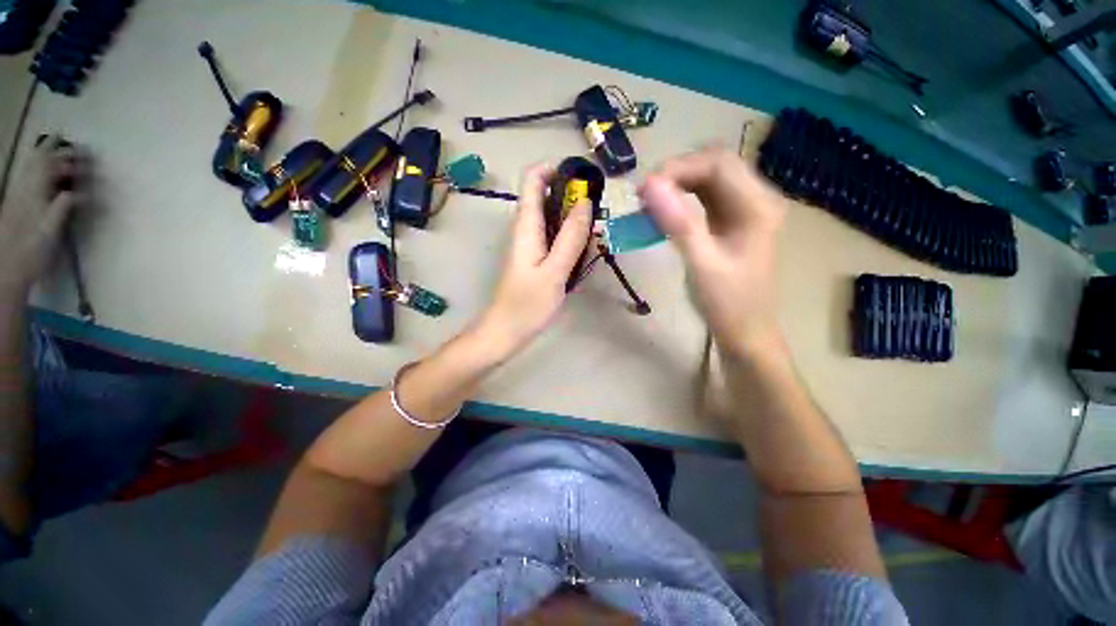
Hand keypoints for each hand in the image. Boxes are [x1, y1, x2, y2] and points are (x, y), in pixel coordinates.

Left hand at [0, 136, 87, 293]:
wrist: (7, 268)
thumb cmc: (32, 251)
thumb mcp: (51, 229)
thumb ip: (64, 206)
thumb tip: (81, 192)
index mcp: (34, 193)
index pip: (50, 166)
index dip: (65, 155)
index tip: (83, 150)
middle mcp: (24, 190)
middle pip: (38, 164)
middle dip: (55, 153)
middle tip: (73, 147)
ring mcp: (18, 198)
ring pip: (31, 170)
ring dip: (45, 159)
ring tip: (55, 151)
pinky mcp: (15, 206)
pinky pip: (26, 181)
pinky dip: (36, 172)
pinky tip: (41, 174)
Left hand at [480, 163, 591, 355]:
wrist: (507, 331)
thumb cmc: (528, 304)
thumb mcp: (554, 271)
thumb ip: (570, 237)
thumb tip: (586, 202)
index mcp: (526, 226)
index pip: (533, 179)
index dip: (556, 170)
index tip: (584, 181)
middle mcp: (526, 229)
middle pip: (547, 197)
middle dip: (574, 200)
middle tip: (598, 218)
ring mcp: (531, 244)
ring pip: (555, 219)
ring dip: (576, 222)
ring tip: (596, 239)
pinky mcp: (536, 258)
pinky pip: (555, 239)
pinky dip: (571, 240)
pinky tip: (584, 257)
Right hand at [640, 147, 786, 358]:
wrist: (746, 330)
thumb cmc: (727, 303)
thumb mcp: (701, 264)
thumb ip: (677, 223)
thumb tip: (649, 185)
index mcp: (757, 206)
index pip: (718, 164)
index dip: (678, 168)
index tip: (644, 190)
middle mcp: (757, 198)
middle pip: (715, 165)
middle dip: (676, 174)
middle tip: (643, 196)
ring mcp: (746, 209)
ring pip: (709, 178)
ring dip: (677, 184)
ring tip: (648, 202)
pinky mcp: (733, 220)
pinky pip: (706, 196)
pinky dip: (682, 198)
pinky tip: (664, 211)